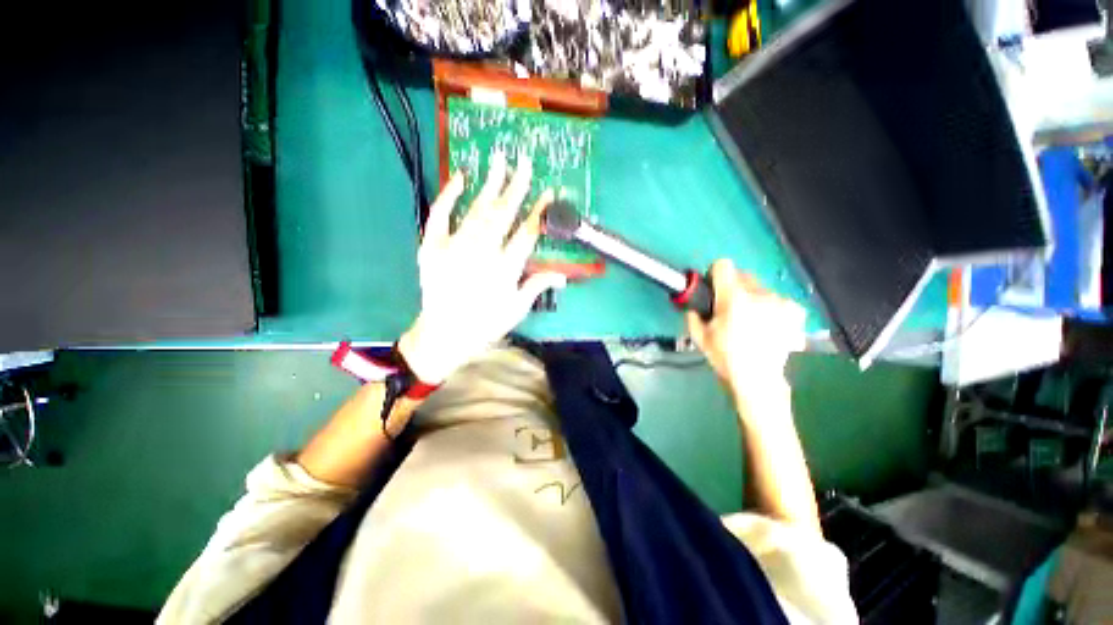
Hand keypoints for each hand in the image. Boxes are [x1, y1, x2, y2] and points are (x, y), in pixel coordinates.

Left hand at [398, 152, 565, 384]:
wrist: (445, 334)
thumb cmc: (485, 324)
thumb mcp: (517, 309)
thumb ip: (537, 286)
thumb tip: (563, 276)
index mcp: (505, 269)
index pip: (527, 233)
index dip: (539, 211)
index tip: (549, 192)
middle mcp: (482, 253)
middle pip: (503, 214)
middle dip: (516, 186)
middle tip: (524, 161)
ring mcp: (455, 247)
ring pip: (477, 209)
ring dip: (489, 183)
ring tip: (499, 160)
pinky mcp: (432, 246)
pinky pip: (440, 215)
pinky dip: (449, 195)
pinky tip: (460, 177)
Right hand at [686, 259, 805, 405]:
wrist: (758, 379)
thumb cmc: (725, 357)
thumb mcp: (699, 336)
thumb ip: (693, 315)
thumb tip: (694, 306)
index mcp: (733, 297)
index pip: (723, 265)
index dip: (715, 274)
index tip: (713, 288)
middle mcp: (759, 294)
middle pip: (743, 274)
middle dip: (734, 287)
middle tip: (730, 309)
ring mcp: (781, 302)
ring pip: (761, 288)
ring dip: (753, 297)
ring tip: (751, 321)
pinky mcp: (795, 311)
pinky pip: (778, 299)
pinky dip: (771, 307)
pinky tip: (768, 325)